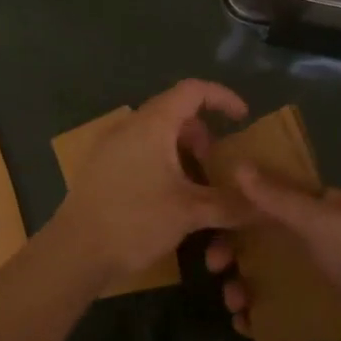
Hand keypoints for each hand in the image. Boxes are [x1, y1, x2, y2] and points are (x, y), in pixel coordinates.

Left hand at [49, 79, 251, 284]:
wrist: (75, 251)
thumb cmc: (135, 220)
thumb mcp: (190, 212)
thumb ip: (230, 204)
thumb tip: (265, 204)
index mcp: (152, 124)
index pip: (193, 90)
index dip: (222, 97)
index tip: (243, 118)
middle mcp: (130, 126)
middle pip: (175, 112)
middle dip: (203, 134)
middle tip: (218, 164)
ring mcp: (112, 145)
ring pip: (158, 134)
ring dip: (183, 151)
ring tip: (197, 185)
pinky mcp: (102, 166)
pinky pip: (141, 150)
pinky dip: (163, 161)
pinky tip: (169, 196)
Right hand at [207, 168, 340, 340]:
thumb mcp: (320, 223)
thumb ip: (277, 198)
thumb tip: (236, 165)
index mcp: (321, 209)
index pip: (272, 194)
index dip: (239, 200)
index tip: (208, 210)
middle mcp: (316, 239)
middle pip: (262, 237)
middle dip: (234, 248)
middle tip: (213, 264)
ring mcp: (316, 278)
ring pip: (265, 275)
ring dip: (242, 284)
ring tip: (233, 302)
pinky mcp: (316, 315)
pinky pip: (277, 310)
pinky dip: (257, 316)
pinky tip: (244, 325)